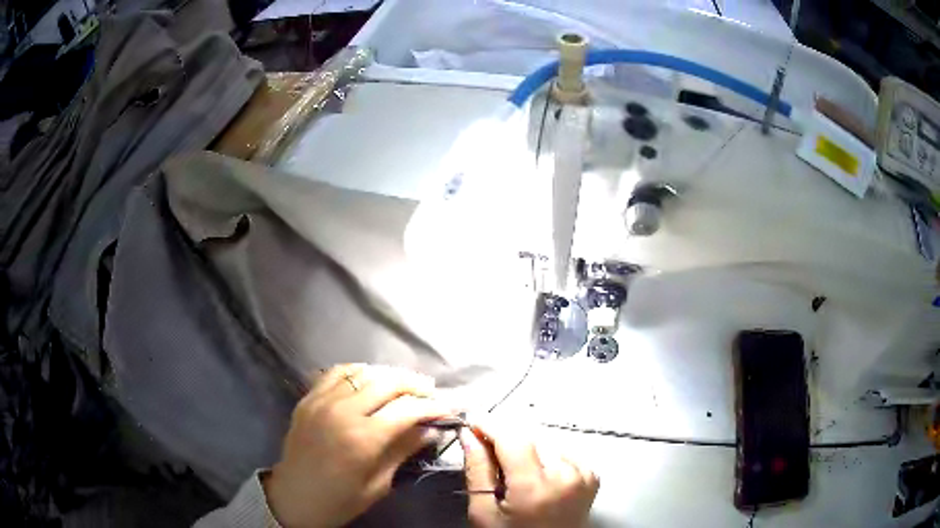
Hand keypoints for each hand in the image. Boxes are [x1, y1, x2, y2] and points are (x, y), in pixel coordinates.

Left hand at [264, 364, 453, 527]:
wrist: (293, 497)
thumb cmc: (340, 500)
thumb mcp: (378, 483)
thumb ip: (403, 450)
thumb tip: (431, 429)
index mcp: (362, 438)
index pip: (407, 410)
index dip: (432, 407)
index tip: (448, 408)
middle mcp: (342, 411)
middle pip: (387, 383)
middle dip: (415, 385)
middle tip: (431, 393)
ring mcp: (322, 400)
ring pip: (363, 372)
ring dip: (388, 375)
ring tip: (404, 385)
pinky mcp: (308, 398)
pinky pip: (336, 373)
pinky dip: (357, 371)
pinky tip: (368, 380)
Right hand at [460, 420, 598, 527]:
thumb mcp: (484, 512)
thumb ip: (477, 470)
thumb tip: (470, 434)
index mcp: (535, 487)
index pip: (513, 439)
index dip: (491, 425)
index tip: (474, 420)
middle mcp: (566, 475)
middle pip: (529, 439)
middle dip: (506, 443)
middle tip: (490, 458)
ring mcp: (583, 475)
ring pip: (546, 443)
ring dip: (527, 451)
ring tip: (517, 476)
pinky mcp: (592, 476)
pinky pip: (563, 453)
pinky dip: (547, 458)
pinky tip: (539, 478)